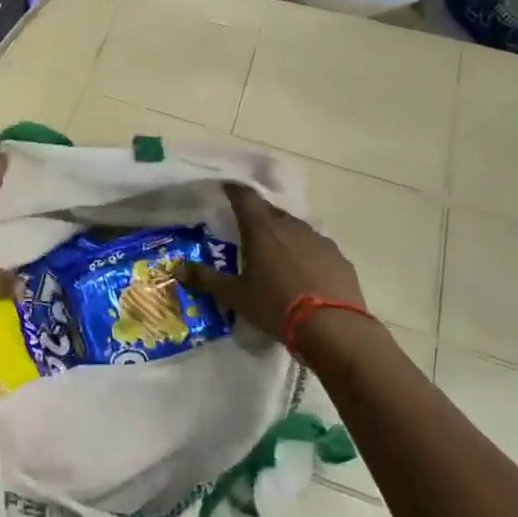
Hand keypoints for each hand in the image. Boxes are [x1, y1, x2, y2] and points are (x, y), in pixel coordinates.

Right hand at [182, 184, 366, 339]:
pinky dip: (306, 253)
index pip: (245, 198)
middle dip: (258, 216)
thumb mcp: (235, 296)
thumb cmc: (275, 306)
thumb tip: (178, 269)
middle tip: (247, 229)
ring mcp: (319, 240)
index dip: (234, 191)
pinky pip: (317, 248)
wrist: (333, 327)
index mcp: (262, 230)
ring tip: (275, 253)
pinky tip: (303, 272)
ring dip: (283, 235)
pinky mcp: (339, 258)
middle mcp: (291, 227)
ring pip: (296, 229)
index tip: (227, 188)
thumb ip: (206, 280)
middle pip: (271, 212)